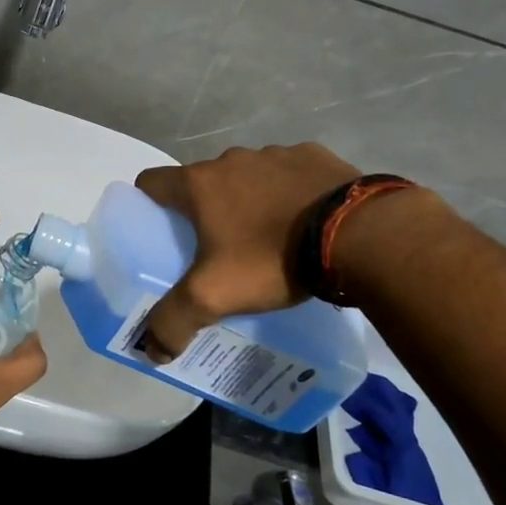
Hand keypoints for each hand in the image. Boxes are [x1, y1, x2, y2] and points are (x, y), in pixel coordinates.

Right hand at [135, 144, 361, 356]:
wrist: (358, 234)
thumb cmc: (271, 257)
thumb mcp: (214, 296)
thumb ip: (173, 321)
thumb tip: (151, 350)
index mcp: (200, 184)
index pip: (151, 182)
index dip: (147, 205)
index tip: (159, 232)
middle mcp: (232, 159)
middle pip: (202, 183)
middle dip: (204, 211)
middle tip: (217, 250)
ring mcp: (276, 154)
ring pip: (247, 177)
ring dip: (249, 200)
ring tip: (268, 240)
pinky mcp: (316, 156)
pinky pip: (290, 174)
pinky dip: (290, 193)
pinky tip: (306, 223)